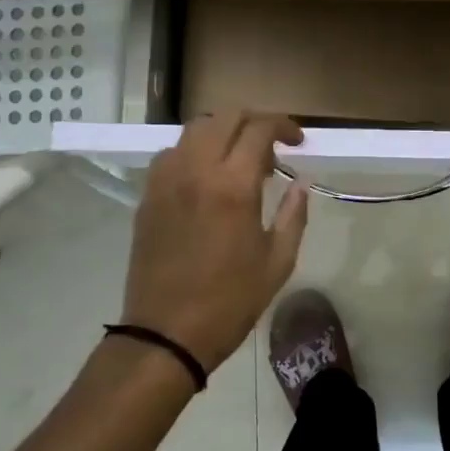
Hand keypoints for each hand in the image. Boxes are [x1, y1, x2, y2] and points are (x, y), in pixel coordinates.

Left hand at [120, 113, 309, 369]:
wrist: (166, 334)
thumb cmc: (230, 301)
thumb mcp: (278, 262)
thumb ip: (294, 214)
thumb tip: (301, 182)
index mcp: (232, 186)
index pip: (258, 128)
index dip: (283, 125)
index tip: (298, 142)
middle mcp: (195, 170)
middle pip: (224, 117)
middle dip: (254, 121)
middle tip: (272, 147)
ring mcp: (166, 180)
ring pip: (195, 129)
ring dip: (223, 133)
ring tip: (239, 161)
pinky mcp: (148, 195)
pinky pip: (173, 153)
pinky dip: (195, 151)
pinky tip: (207, 179)